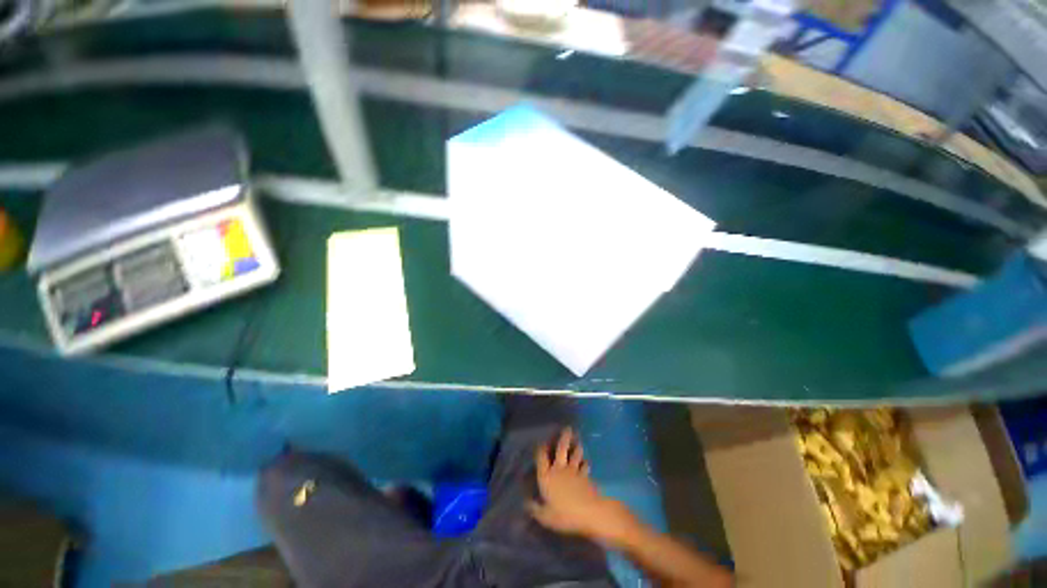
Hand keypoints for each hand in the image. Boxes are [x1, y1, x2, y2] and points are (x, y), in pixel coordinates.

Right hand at [528, 428, 639, 545]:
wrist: (589, 512)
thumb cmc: (564, 514)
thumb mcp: (545, 516)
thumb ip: (535, 509)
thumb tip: (525, 503)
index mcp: (547, 476)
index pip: (541, 457)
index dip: (541, 448)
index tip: (541, 442)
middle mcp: (559, 469)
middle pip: (561, 449)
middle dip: (564, 437)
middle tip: (567, 428)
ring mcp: (574, 470)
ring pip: (575, 454)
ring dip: (576, 447)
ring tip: (578, 442)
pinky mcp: (585, 476)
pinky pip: (585, 465)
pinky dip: (585, 462)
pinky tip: (586, 461)